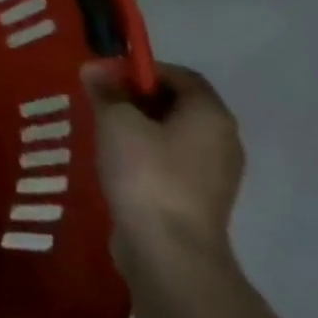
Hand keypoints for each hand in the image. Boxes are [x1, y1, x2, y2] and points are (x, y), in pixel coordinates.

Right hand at [83, 61, 243, 268]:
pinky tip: (117, 163)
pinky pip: (172, 161)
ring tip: (103, 133)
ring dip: (139, 127)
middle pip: (179, 104)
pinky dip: (146, 154)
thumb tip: (95, 68)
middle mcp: (223, 140)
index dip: (142, 69)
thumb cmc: (146, 173)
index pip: (180, 75)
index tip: (107, 77)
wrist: (169, 250)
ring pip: (173, 134)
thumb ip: (106, 91)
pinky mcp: (200, 198)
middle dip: (137, 97)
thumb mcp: (116, 121)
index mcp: (210, 115)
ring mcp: (216, 173)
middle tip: (100, 102)